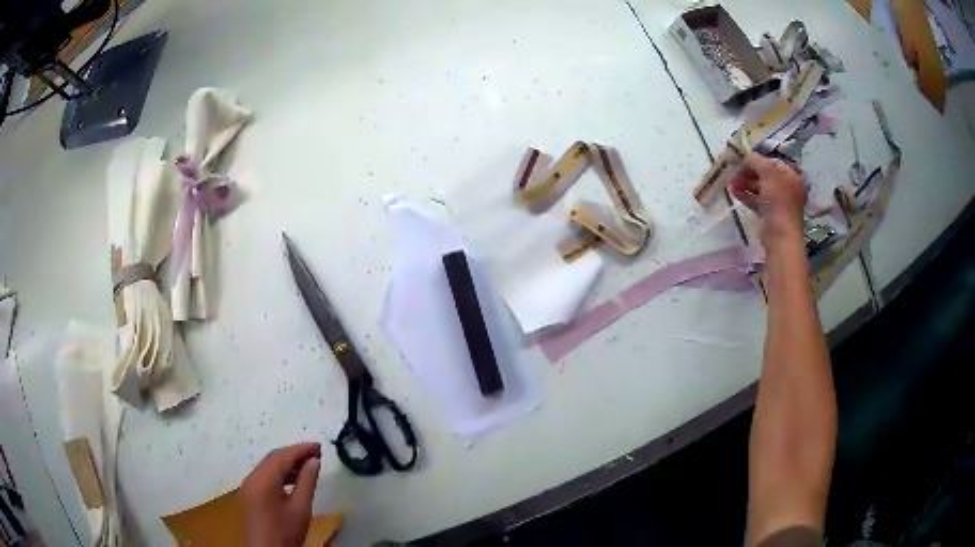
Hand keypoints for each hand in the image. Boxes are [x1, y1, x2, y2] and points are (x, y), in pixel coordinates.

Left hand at [241, 442, 321, 546]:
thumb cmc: (285, 532)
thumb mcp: (300, 509)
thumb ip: (307, 482)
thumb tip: (313, 461)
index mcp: (262, 480)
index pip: (282, 456)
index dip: (301, 449)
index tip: (319, 446)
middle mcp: (251, 478)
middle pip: (273, 459)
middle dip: (294, 454)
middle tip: (316, 453)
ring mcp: (248, 486)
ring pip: (268, 467)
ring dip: (287, 464)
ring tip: (309, 465)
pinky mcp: (249, 495)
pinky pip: (264, 476)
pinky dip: (279, 474)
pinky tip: (294, 480)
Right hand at [729, 153, 805, 249]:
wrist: (780, 235)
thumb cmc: (778, 201)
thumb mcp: (768, 173)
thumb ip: (756, 160)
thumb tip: (745, 154)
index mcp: (790, 176)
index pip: (772, 162)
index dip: (757, 159)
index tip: (742, 159)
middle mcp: (786, 188)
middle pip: (765, 175)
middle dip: (749, 172)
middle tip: (734, 171)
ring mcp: (777, 202)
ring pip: (759, 188)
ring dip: (745, 183)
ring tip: (731, 182)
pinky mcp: (769, 214)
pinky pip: (756, 201)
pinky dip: (745, 195)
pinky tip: (733, 192)